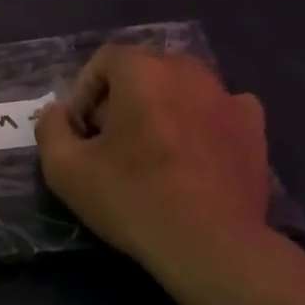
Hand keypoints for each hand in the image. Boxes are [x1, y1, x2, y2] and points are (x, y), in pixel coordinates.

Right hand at [36, 45, 271, 285]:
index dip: (85, 92)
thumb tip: (57, 112)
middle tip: (112, 141)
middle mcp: (187, 70)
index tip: (82, 132)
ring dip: (162, 106)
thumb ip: (51, 129)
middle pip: (145, 68)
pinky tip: (195, 151)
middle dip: (123, 96)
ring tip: (154, 149)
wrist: (211, 244)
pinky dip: (203, 119)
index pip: (104, 59)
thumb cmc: (133, 199)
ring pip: (183, 86)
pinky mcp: (253, 126)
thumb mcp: (65, 170)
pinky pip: (221, 106)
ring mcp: (226, 95)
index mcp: (142, 70)